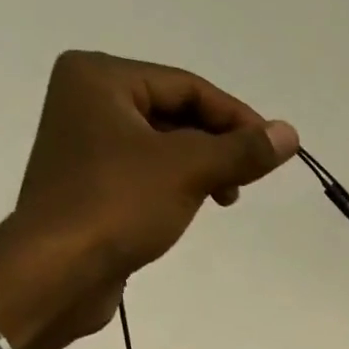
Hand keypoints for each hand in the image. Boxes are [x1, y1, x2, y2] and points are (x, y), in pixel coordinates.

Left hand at [0, 51, 299, 348]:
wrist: (59, 271)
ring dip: (202, 168)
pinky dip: (177, 185)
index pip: (188, 86)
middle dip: (219, 145)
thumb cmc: (118, 206)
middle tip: (248, 180)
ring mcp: (86, 144)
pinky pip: (147, 172)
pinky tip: (193, 207)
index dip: (237, 117)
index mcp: (101, 77)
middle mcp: (87, 100)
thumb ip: (242, 151)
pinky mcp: (91, 184)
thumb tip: (290, 134)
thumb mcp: (188, 171)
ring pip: (163, 145)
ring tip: (225, 199)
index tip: (274, 151)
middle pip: (175, 113)